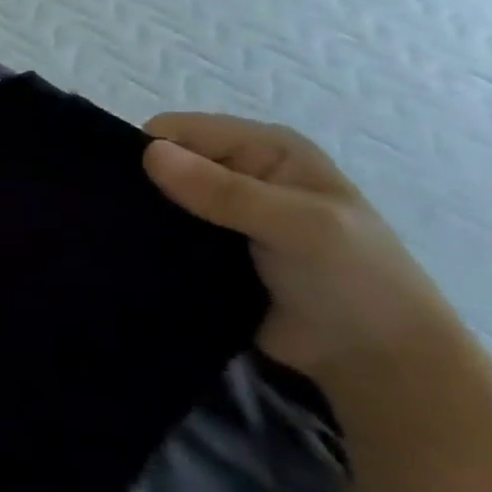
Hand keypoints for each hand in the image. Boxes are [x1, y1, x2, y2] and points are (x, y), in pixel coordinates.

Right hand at [142, 112, 455, 382]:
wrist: (375, 361)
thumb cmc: (353, 282)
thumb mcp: (299, 228)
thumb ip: (225, 191)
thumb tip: (150, 154)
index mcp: (266, 148)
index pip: (178, 131)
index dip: (149, 152)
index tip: (127, 189)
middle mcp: (240, 172)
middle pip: (163, 161)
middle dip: (139, 184)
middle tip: (116, 218)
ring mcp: (222, 213)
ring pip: (157, 199)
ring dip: (141, 216)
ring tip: (118, 238)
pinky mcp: (207, 248)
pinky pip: (162, 233)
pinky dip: (147, 241)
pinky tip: (132, 254)